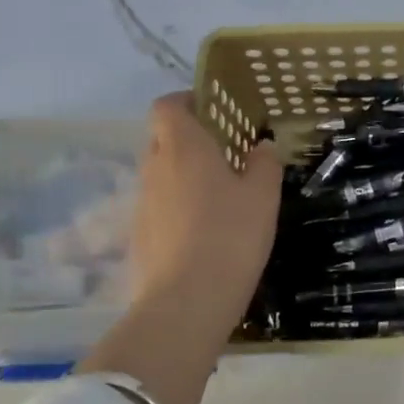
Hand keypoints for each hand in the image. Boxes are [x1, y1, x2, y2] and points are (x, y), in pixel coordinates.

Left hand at [130, 93, 282, 330]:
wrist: (187, 302)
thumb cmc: (230, 235)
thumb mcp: (263, 196)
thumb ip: (264, 164)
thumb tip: (261, 147)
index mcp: (183, 147)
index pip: (167, 106)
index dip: (186, 101)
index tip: (213, 111)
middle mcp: (155, 167)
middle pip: (163, 139)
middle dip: (190, 140)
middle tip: (226, 155)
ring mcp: (142, 203)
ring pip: (161, 174)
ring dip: (184, 176)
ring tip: (219, 197)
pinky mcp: (139, 235)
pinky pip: (159, 206)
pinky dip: (178, 207)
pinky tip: (205, 232)